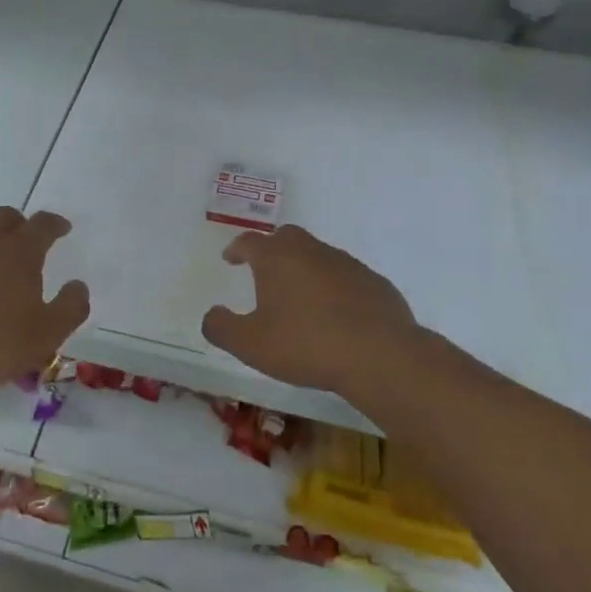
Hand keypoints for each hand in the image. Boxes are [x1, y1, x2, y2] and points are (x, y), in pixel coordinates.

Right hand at [201, 225, 421, 399]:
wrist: (379, 354)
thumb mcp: (251, 344)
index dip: (236, 248)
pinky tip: (336, 314)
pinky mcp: (374, 282)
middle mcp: (311, 251)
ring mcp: (346, 263)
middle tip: (265, 270)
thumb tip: (211, 315)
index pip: (249, 241)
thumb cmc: (306, 344)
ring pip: (318, 255)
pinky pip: (346, 276)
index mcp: (277, 258)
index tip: (230, 258)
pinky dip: (334, 287)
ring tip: (300, 296)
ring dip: (305, 268)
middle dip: (272, 249)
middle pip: (286, 237)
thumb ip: (222, 328)